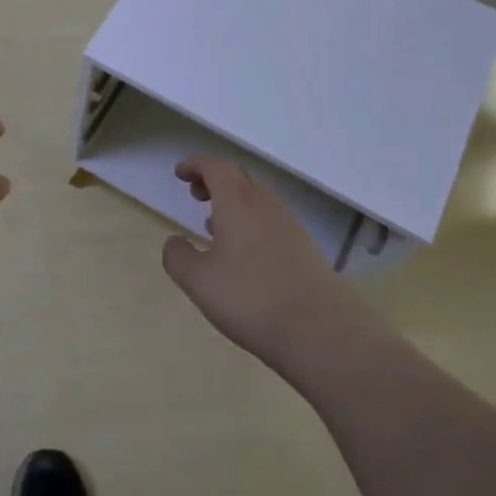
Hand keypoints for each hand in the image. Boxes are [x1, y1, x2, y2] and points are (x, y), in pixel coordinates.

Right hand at [161, 157, 348, 367]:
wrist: (321, 330)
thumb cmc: (250, 299)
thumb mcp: (199, 281)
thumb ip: (178, 257)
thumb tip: (174, 241)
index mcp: (237, 204)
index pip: (216, 168)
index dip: (196, 165)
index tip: (180, 173)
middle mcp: (266, 206)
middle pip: (240, 177)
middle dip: (215, 179)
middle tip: (195, 193)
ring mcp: (290, 226)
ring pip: (259, 198)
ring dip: (234, 200)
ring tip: (214, 222)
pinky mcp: (305, 248)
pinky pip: (272, 219)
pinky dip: (252, 220)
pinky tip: (244, 250)